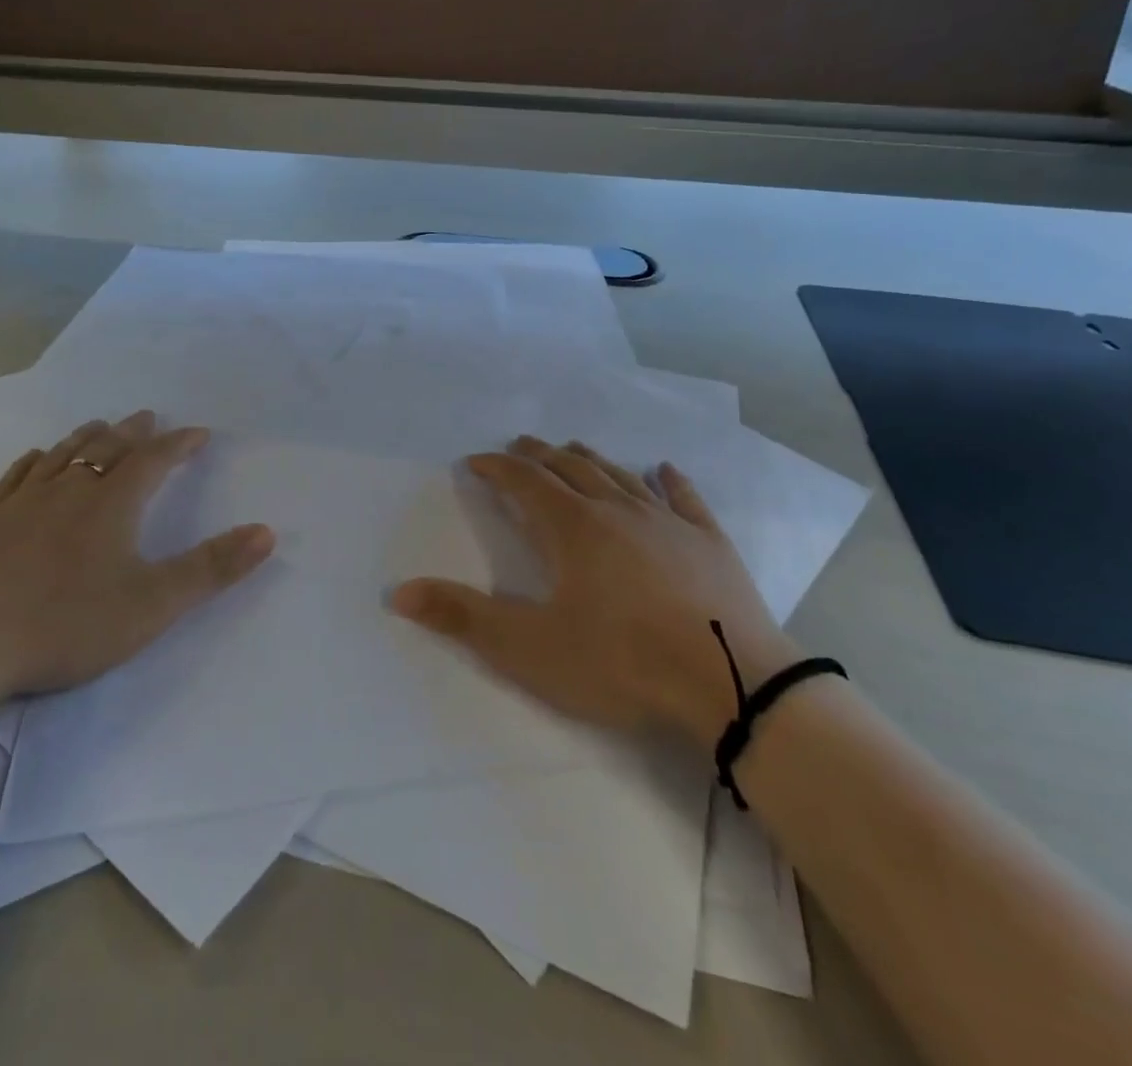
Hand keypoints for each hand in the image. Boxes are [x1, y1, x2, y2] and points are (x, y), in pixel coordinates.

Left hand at [0, 411, 276, 701]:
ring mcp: (17, 504)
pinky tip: (36, 459)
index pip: (153, 460)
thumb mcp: (153, 604)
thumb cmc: (64, 626)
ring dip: (86, 437)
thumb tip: (267, 531)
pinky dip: (35, 461)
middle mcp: (66, 491)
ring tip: (100, 426)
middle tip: (148, 416)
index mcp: (110, 505)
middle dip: (133, 432)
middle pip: (106, 448)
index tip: (198, 432)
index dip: (179, 444)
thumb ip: (212, 568)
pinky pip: (15, 476)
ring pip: (60, 455)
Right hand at [388, 436, 802, 749]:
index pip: (524, 480)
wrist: (731, 684)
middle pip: (569, 466)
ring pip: (619, 475)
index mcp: (572, 527)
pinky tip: (663, 468)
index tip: (474, 461)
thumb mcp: (529, 648)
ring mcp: (667, 521)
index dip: (495, 467)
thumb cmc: (621, 663)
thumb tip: (399, 592)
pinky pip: (684, 497)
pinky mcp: (709, 541)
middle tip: (518, 448)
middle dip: (538, 454)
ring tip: (571, 450)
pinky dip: (667, 479)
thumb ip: (462, 618)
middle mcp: (616, 509)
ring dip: (589, 459)